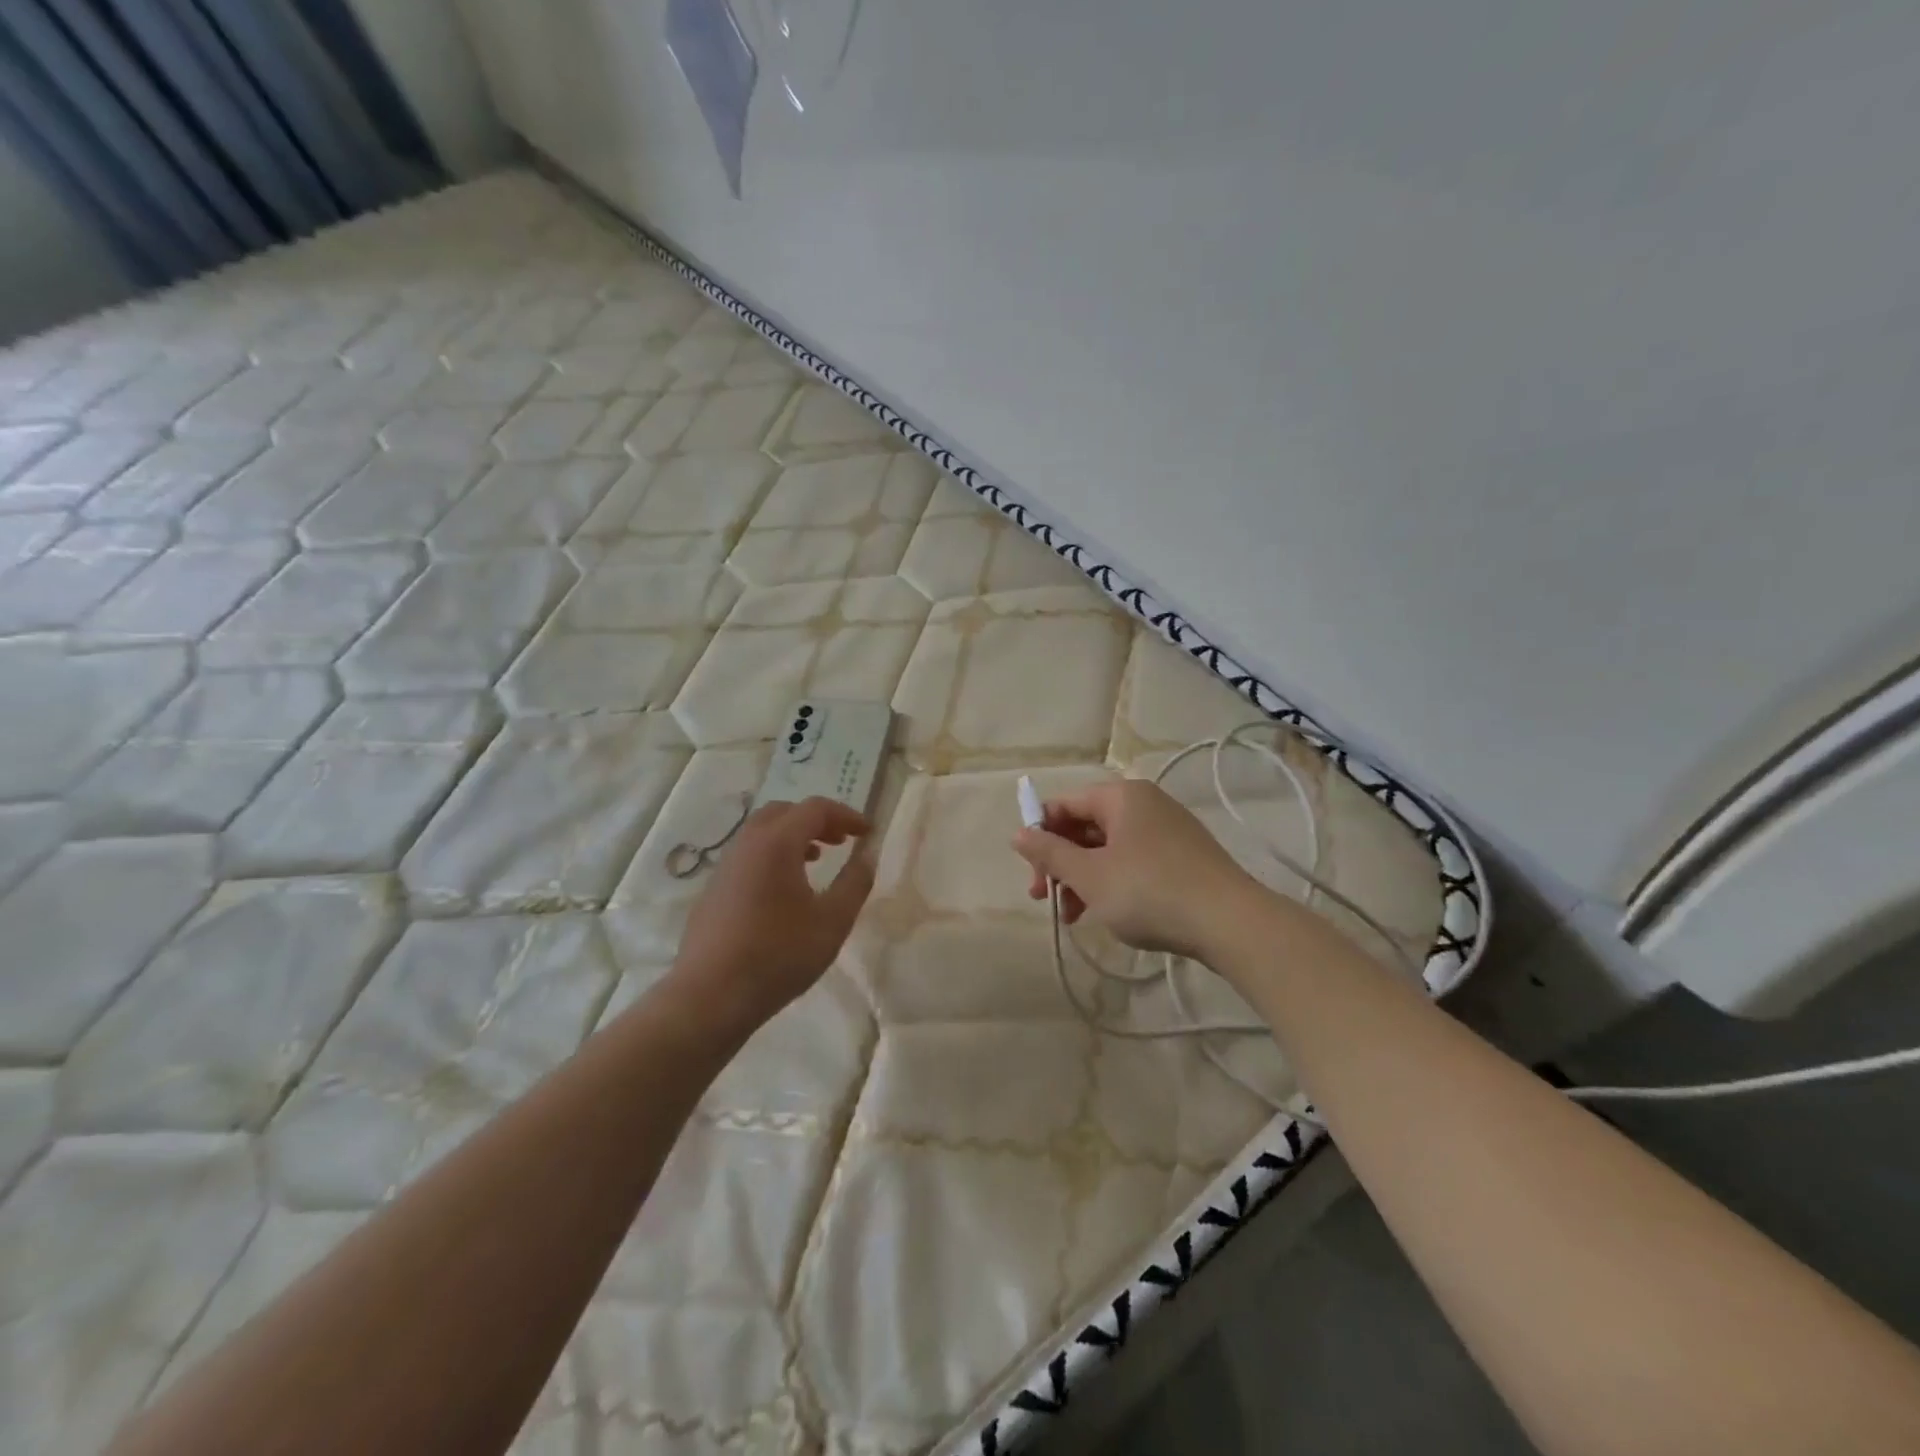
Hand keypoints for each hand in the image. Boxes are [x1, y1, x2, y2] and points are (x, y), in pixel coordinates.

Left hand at [674, 797, 875, 1031]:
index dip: (846, 815)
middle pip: (784, 812)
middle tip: (841, 842)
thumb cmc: (779, 955)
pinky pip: (748, 856)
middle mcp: (747, 845)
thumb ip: (855, 882)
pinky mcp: (713, 891)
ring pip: (762, 833)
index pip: (815, 809)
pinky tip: (784, 891)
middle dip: (817, 820)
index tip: (867, 833)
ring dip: (793, 837)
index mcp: (776, 843)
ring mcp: (725, 867)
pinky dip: (773, 855)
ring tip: (816, 861)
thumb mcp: (832, 921)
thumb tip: (867, 855)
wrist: (710, 997)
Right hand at [1011, 777, 1257, 960]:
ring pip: (1108, 848)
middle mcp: (1145, 804)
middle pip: (1085, 826)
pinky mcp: (1184, 856)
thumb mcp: (1090, 876)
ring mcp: (1168, 829)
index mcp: (1121, 796)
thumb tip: (1018, 834)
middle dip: (1061, 863)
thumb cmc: (1149, 892)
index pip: (1064, 804)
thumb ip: (1050, 853)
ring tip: (1073, 917)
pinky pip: (1134, 861)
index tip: (1032, 873)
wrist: (1230, 922)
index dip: (1040, 835)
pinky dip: (1112, 882)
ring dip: (1083, 878)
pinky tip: (1107, 912)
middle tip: (1045, 899)